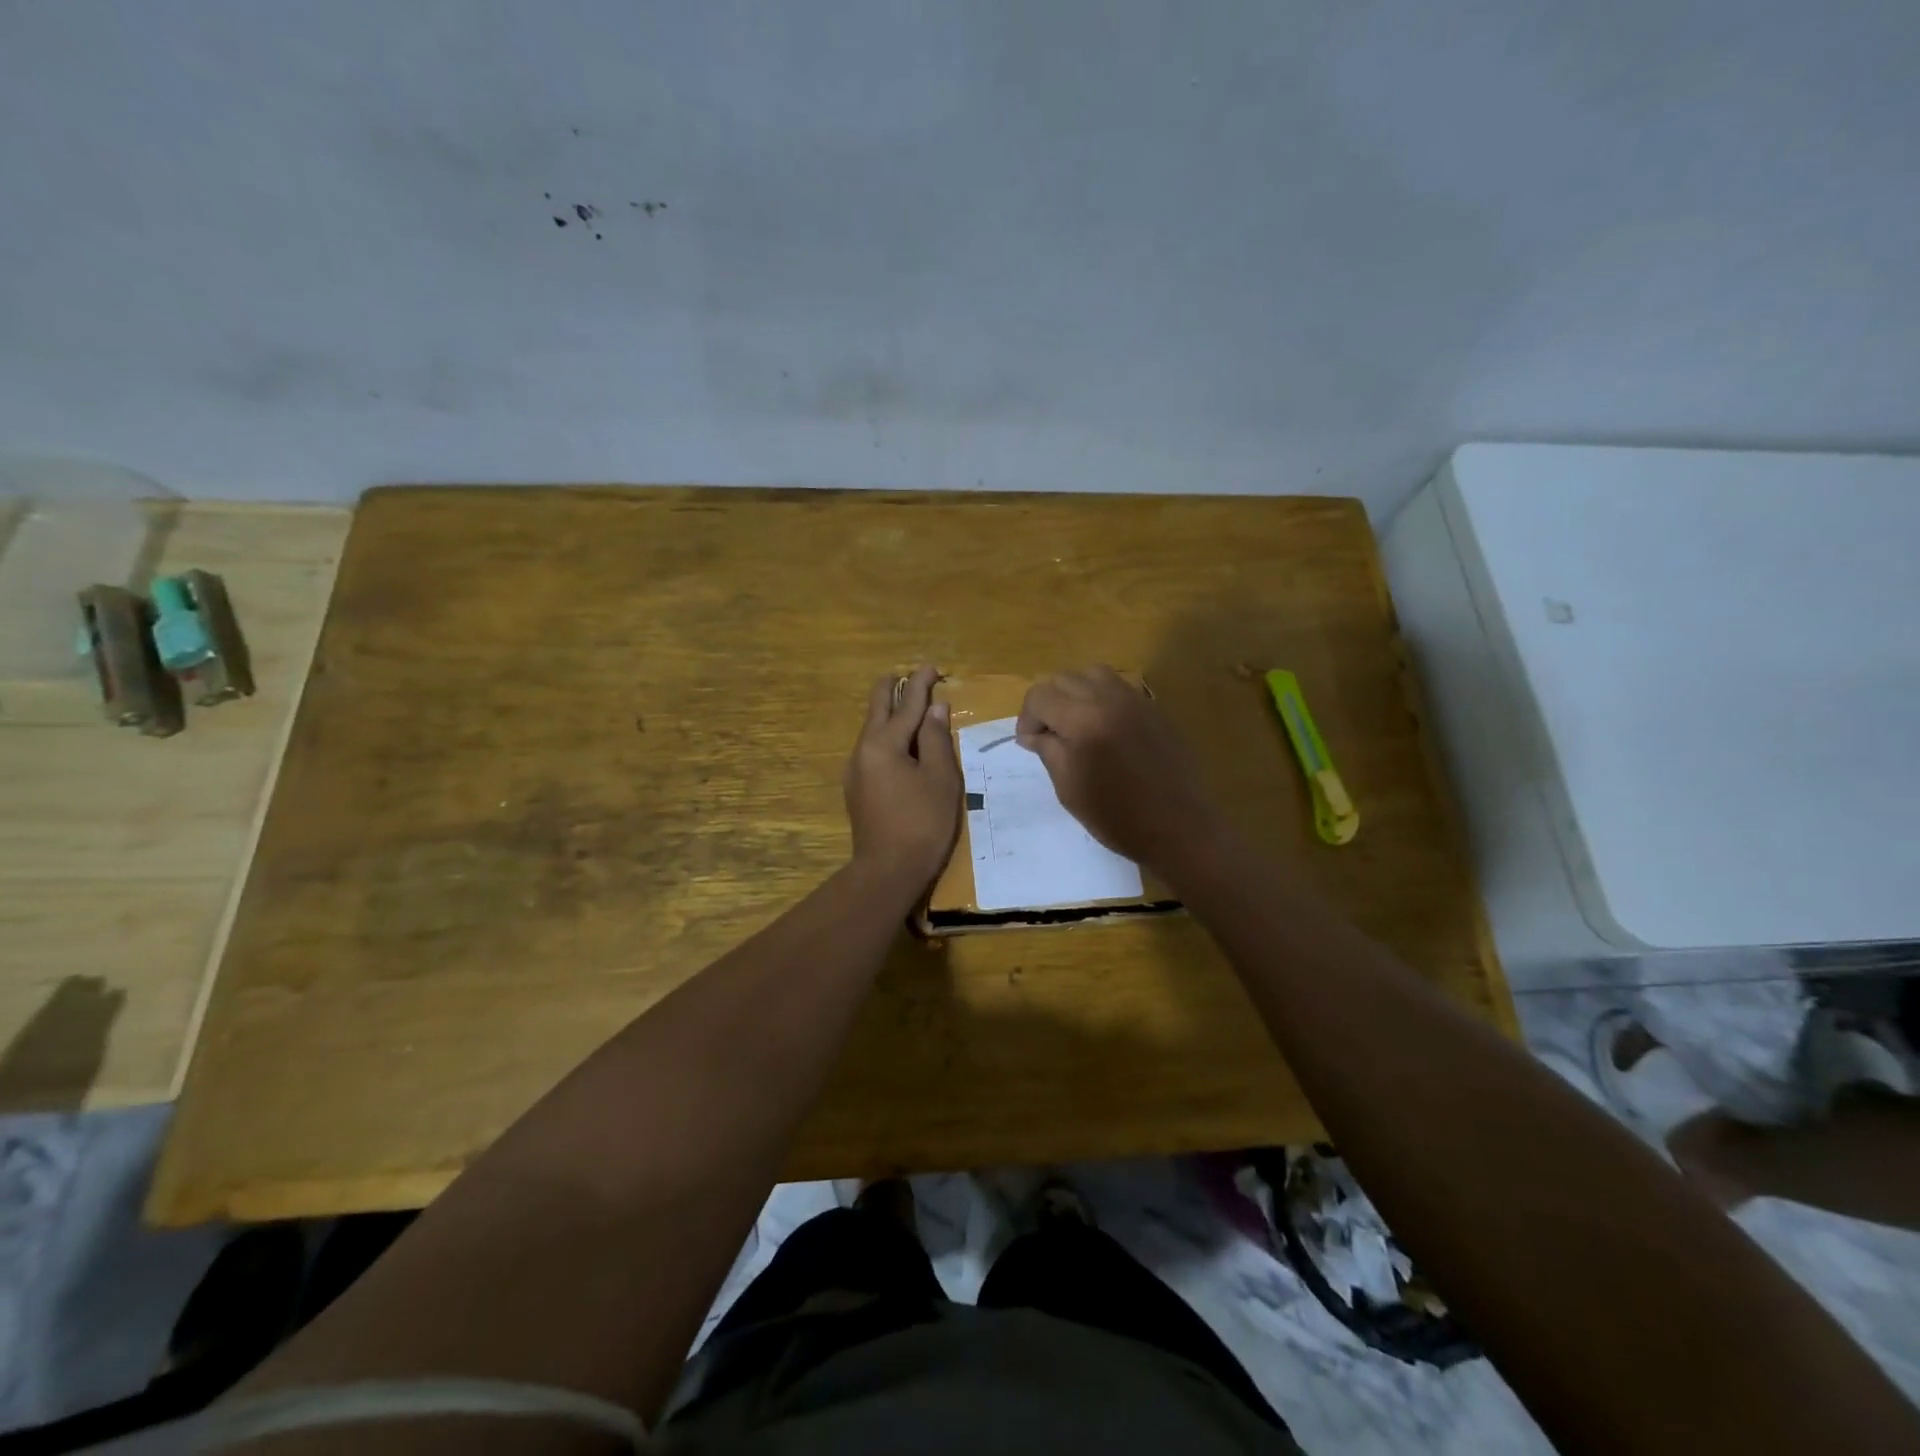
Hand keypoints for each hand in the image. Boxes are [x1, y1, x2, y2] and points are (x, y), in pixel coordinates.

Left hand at [844, 664, 961, 892]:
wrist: (887, 871)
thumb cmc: (922, 823)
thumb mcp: (939, 778)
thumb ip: (935, 739)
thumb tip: (934, 709)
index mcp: (883, 744)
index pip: (906, 704)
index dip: (921, 684)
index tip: (932, 667)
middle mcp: (863, 750)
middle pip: (877, 709)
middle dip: (893, 690)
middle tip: (908, 675)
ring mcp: (856, 771)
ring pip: (872, 730)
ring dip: (889, 713)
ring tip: (907, 704)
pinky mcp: (857, 789)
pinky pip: (872, 750)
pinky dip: (887, 736)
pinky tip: (898, 743)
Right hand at [1016, 666, 1223, 868]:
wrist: (1179, 827)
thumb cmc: (1117, 816)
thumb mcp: (1069, 788)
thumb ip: (1048, 751)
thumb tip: (1034, 734)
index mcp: (1083, 719)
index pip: (1040, 696)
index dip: (1027, 718)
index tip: (1029, 743)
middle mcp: (1109, 698)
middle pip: (1064, 679)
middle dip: (1048, 702)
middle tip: (1048, 735)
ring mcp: (1136, 700)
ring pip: (1093, 674)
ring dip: (1076, 693)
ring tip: (1076, 723)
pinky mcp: (1155, 708)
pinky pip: (1120, 688)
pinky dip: (1102, 698)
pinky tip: (1105, 728)